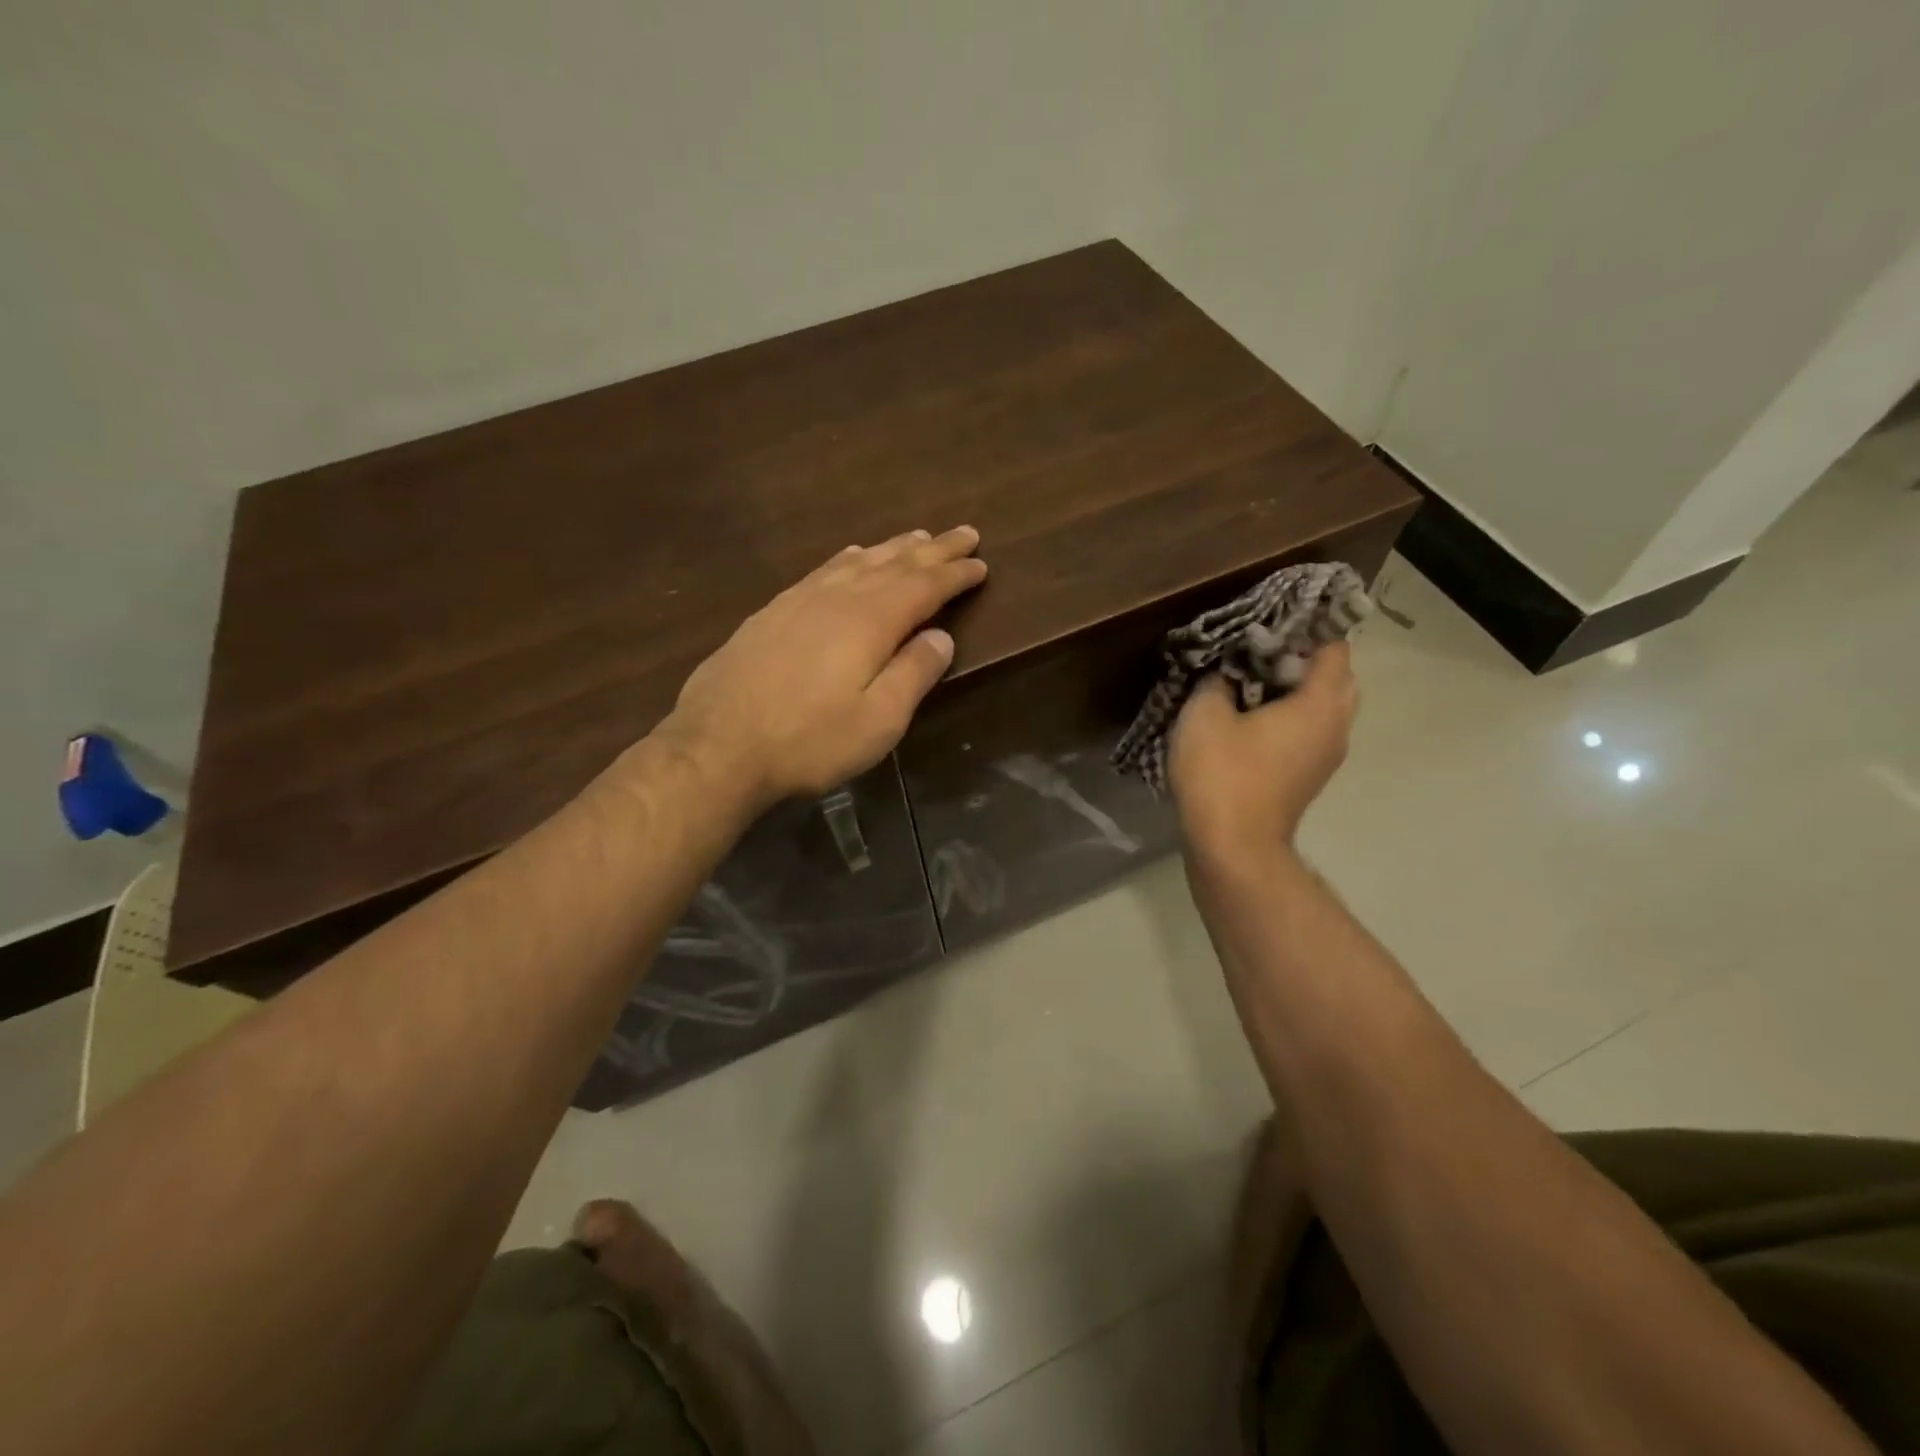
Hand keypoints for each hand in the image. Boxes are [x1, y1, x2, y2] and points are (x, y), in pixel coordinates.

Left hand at [659, 527, 987, 807]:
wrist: (717, 747)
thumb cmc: (808, 741)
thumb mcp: (878, 721)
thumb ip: (913, 674)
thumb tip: (941, 635)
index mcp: (869, 621)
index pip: (924, 586)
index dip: (955, 574)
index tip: (981, 563)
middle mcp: (836, 598)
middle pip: (893, 564)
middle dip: (932, 549)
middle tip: (963, 532)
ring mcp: (798, 601)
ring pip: (856, 562)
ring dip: (891, 548)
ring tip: (916, 537)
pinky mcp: (770, 614)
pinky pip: (822, 570)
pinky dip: (847, 559)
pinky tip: (849, 557)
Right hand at [1168, 642, 1357, 859]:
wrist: (1233, 847)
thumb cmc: (1222, 774)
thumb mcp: (1205, 714)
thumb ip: (1218, 681)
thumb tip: (1227, 674)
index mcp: (1320, 703)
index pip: (1333, 646)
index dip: (1306, 627)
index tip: (1271, 621)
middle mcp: (1336, 726)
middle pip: (1337, 676)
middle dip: (1303, 657)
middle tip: (1259, 651)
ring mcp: (1327, 755)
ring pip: (1325, 706)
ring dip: (1297, 689)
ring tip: (1253, 682)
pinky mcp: (1310, 776)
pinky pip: (1311, 730)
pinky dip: (1292, 715)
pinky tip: (1253, 717)